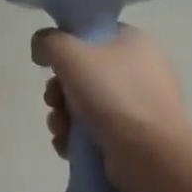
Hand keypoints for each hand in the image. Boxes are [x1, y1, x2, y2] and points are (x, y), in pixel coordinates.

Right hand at [32, 25, 188, 191]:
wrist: (150, 156)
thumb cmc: (112, 95)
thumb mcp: (71, 55)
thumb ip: (49, 42)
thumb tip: (41, 48)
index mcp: (135, 42)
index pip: (92, 36)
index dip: (66, 48)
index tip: (51, 66)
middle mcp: (141, 71)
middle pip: (84, 73)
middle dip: (59, 90)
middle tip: (53, 101)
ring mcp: (140, 107)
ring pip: (86, 105)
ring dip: (63, 117)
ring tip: (60, 130)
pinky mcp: (135, 138)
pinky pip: (96, 131)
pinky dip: (77, 138)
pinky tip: (67, 147)